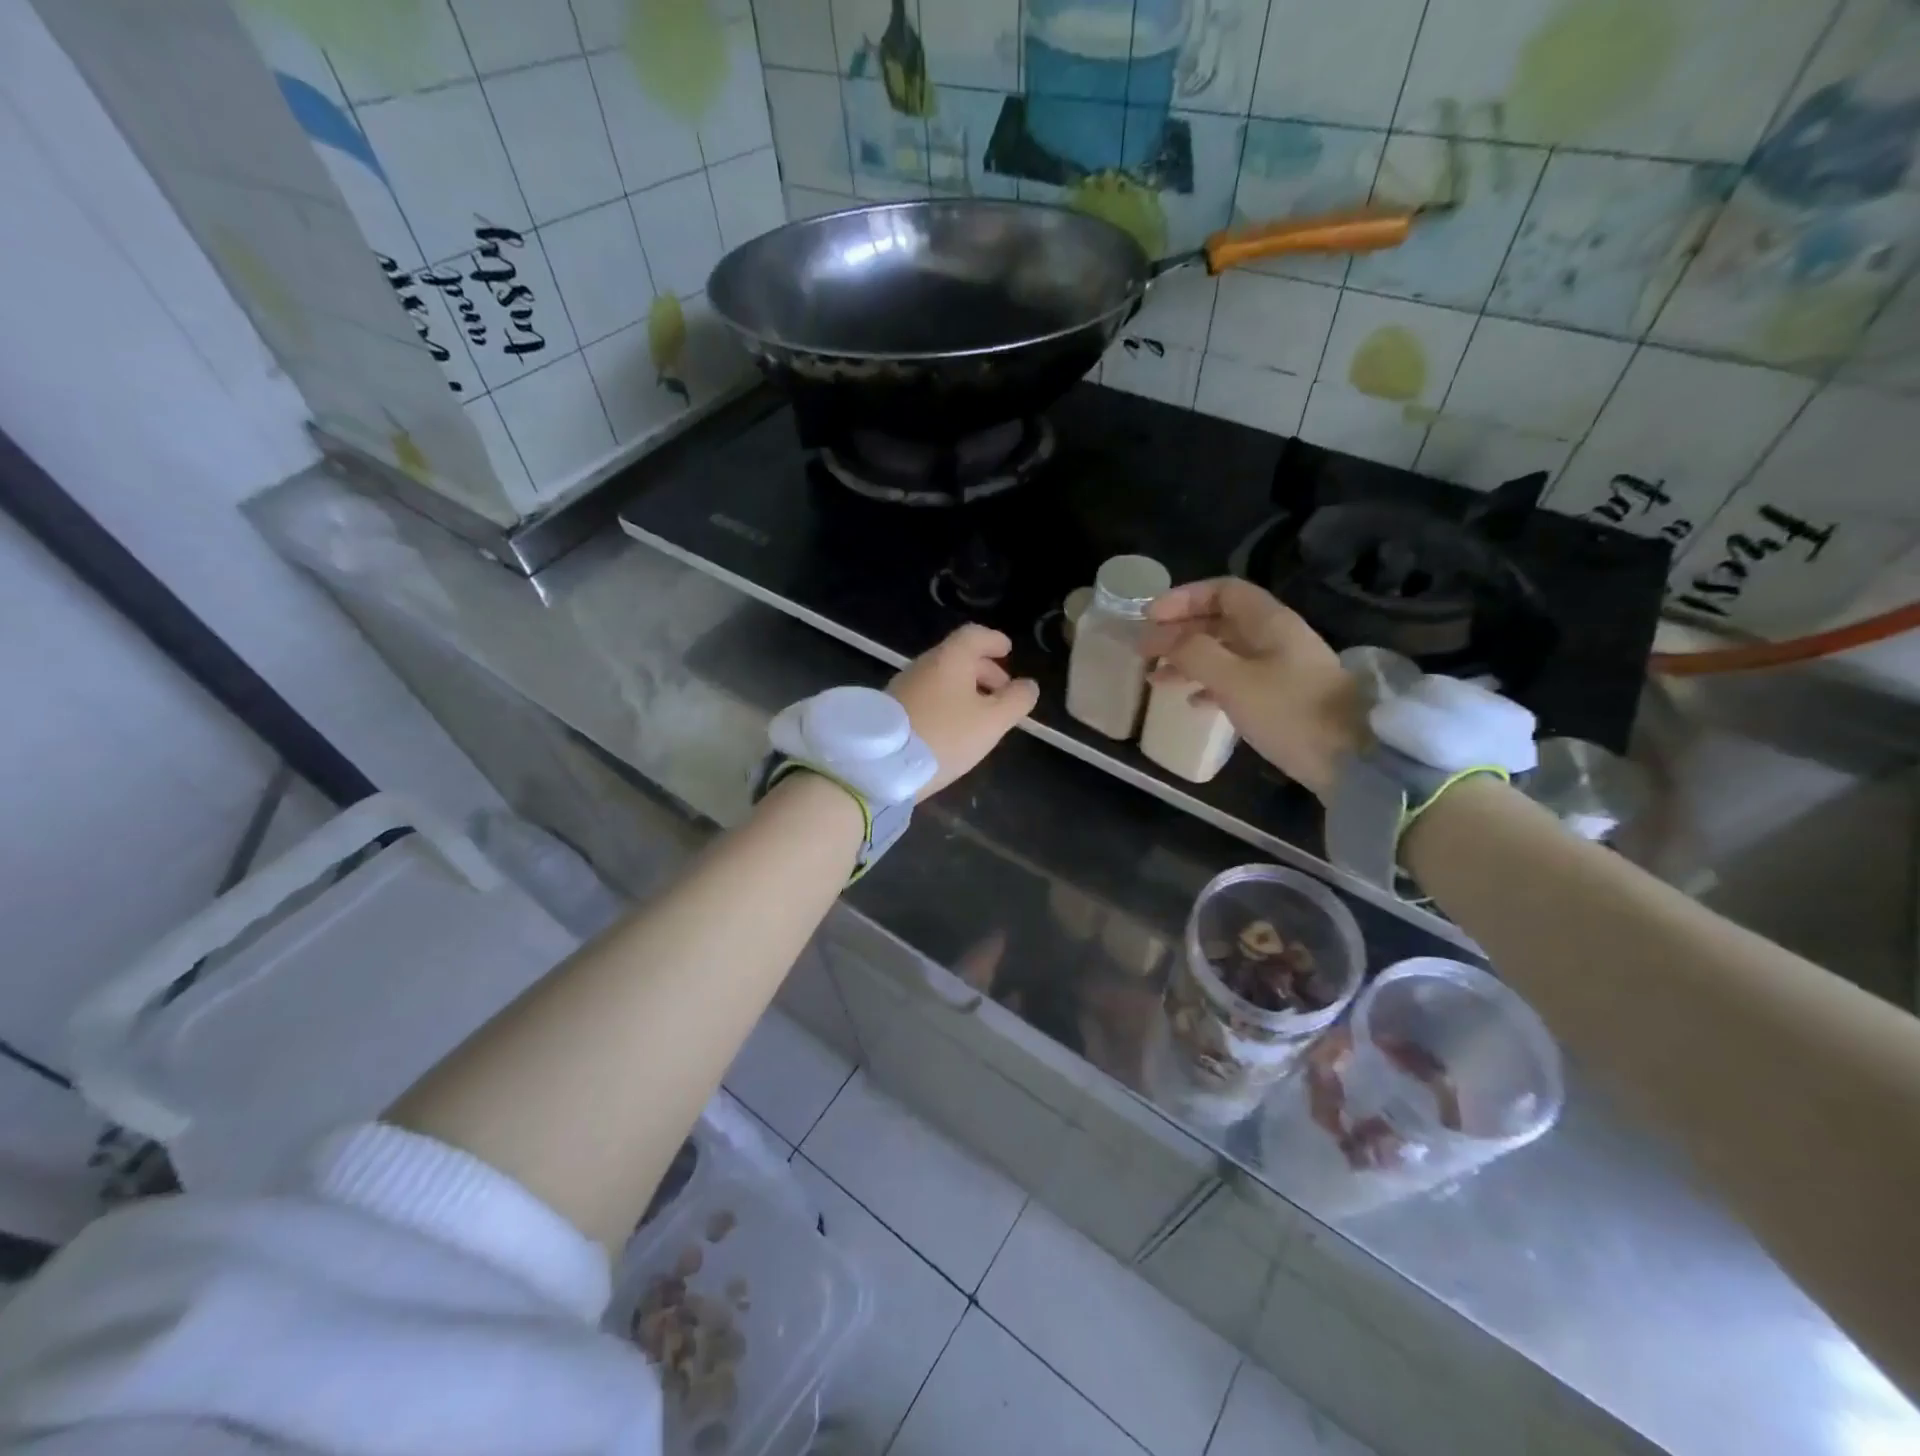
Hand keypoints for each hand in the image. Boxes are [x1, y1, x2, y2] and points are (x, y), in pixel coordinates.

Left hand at [889, 625, 1038, 799]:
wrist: (882, 765)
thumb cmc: (945, 736)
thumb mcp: (992, 722)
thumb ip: (1016, 701)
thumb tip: (1028, 685)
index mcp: (950, 659)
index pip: (974, 635)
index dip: (994, 641)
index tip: (1007, 651)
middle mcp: (924, 664)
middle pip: (957, 657)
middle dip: (984, 670)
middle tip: (1002, 692)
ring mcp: (904, 686)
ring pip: (941, 677)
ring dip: (965, 688)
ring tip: (981, 714)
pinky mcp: (892, 709)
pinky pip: (927, 694)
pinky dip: (946, 701)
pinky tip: (952, 727)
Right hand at [1139, 579, 1364, 802]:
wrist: (1353, 761)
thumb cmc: (1290, 712)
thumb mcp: (1234, 680)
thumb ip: (1193, 653)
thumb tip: (1160, 637)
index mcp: (1269, 622)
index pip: (1222, 591)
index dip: (1183, 598)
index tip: (1149, 618)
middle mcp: (1276, 637)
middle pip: (1221, 621)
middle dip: (1179, 632)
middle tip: (1144, 651)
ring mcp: (1281, 669)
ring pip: (1225, 653)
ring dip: (1189, 661)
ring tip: (1156, 680)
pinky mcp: (1282, 698)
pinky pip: (1237, 680)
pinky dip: (1209, 685)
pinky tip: (1192, 703)